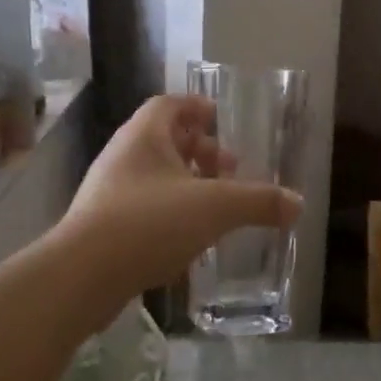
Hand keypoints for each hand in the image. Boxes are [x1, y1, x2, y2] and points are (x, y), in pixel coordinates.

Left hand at [56, 95, 301, 306]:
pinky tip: (188, 238)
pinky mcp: (101, 226)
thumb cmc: (150, 222)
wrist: (82, 275)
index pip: (169, 104)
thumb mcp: (216, 207)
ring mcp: (107, 192)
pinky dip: (168, 212)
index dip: (195, 107)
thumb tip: (298, 203)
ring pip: (153, 175)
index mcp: (144, 136)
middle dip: (199, 150)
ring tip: (214, 205)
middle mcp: (122, 156)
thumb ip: (259, 202)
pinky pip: (141, 206)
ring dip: (185, 183)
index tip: (219, 117)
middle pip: (163, 140)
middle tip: (229, 168)